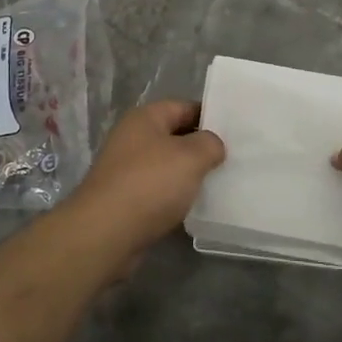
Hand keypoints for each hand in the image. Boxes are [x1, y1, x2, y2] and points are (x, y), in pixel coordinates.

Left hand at [64, 101, 225, 252]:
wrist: (105, 234)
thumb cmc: (150, 184)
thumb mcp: (191, 156)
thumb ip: (210, 144)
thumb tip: (213, 145)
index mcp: (145, 119)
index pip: (184, 107)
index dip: (210, 116)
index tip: (236, 132)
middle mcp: (133, 139)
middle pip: (175, 137)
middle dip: (202, 148)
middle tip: (233, 159)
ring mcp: (127, 171)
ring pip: (168, 166)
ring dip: (190, 175)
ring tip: (220, 183)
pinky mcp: (126, 200)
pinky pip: (159, 192)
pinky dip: (176, 198)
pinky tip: (196, 208)